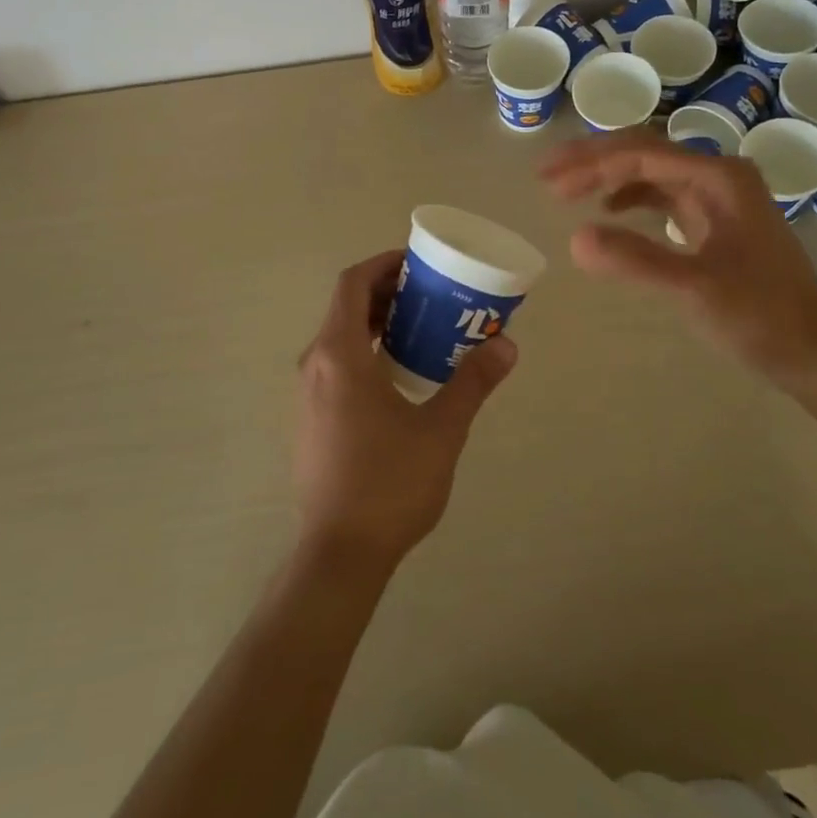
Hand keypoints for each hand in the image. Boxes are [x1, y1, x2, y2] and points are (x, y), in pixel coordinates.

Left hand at [293, 252, 516, 572]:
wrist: (340, 553)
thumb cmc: (389, 483)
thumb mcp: (441, 429)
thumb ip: (473, 382)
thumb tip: (507, 345)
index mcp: (339, 355)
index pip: (352, 284)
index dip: (383, 265)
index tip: (417, 265)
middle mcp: (315, 365)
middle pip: (346, 307)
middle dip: (386, 293)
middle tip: (430, 296)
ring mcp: (308, 394)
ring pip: (340, 337)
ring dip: (376, 324)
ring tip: (422, 330)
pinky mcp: (311, 419)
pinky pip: (336, 365)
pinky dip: (365, 351)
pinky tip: (399, 376)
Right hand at [540, 130, 816, 388]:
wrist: (813, 350)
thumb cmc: (760, 316)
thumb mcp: (694, 288)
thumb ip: (635, 260)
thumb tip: (574, 239)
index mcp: (719, 178)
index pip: (641, 154)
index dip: (590, 165)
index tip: (548, 184)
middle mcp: (719, 176)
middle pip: (645, 152)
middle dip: (594, 160)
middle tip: (547, 175)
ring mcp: (720, 199)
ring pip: (653, 171)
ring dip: (609, 176)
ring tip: (567, 190)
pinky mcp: (716, 222)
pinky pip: (664, 195)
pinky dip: (632, 197)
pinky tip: (611, 210)